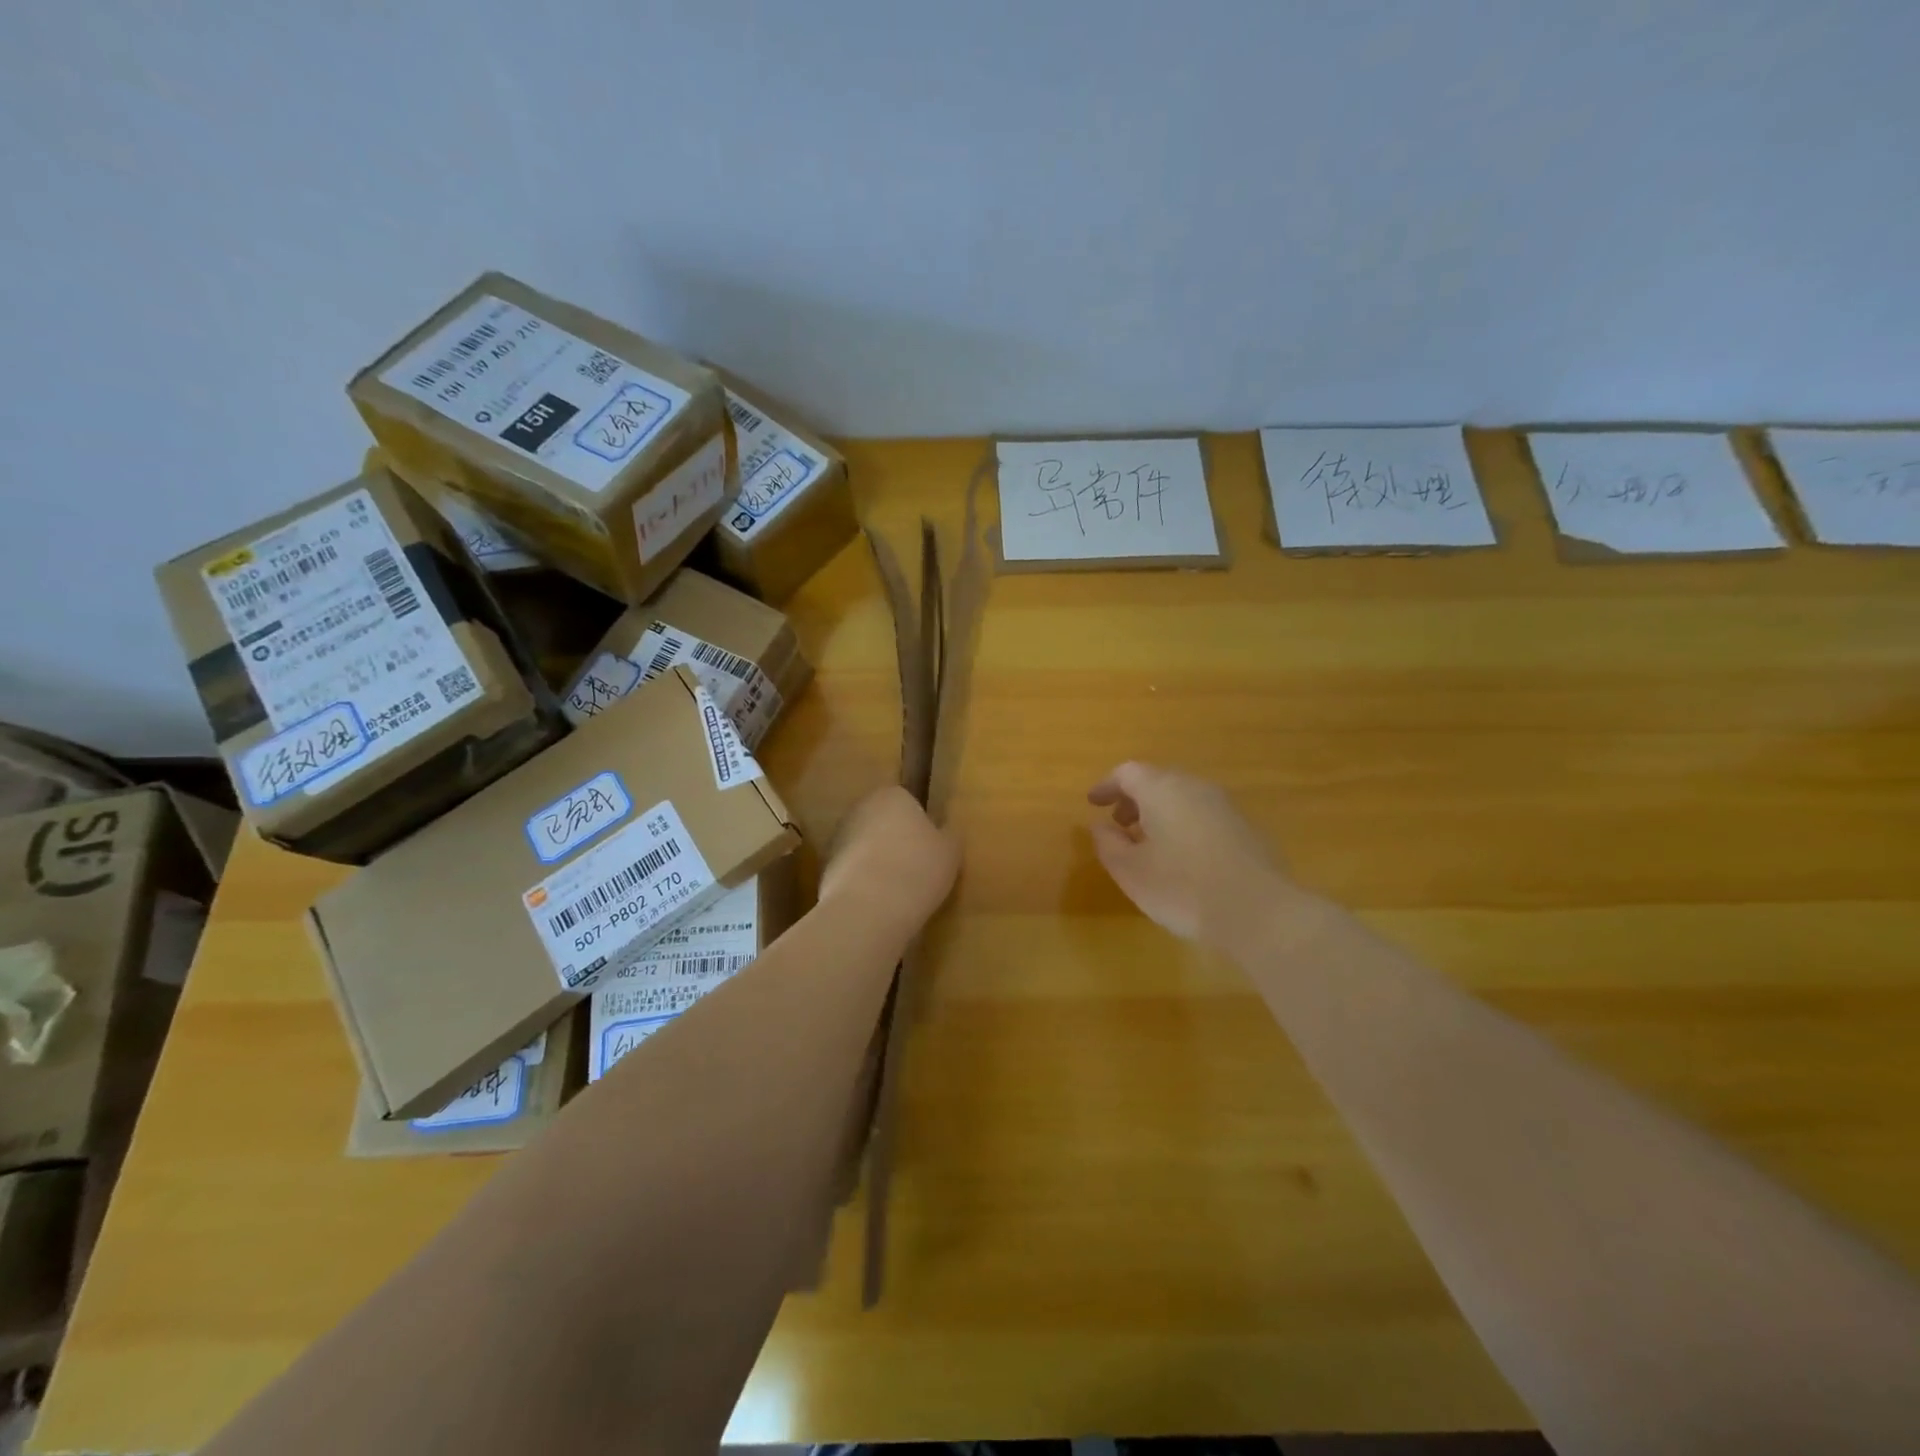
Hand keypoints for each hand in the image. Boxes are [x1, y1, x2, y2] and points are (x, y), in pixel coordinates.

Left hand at [819, 786, 959, 937]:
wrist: (869, 908)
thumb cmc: (917, 869)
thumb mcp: (951, 851)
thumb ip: (949, 835)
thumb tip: (945, 831)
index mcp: (892, 795)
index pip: (907, 800)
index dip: (919, 824)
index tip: (929, 848)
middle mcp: (860, 808)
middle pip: (882, 821)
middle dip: (895, 840)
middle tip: (915, 868)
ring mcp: (838, 837)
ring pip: (864, 845)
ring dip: (876, 861)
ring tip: (896, 891)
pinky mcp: (824, 867)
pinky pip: (851, 870)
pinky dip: (862, 882)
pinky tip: (877, 903)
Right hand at [1088, 762, 1297, 951]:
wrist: (1259, 912)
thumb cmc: (1182, 888)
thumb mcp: (1130, 871)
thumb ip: (1108, 844)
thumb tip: (1100, 826)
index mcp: (1162, 790)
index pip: (1128, 772)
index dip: (1107, 785)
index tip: (1093, 803)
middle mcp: (1195, 788)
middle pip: (1158, 781)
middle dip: (1134, 799)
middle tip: (1119, 823)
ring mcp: (1226, 807)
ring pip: (1184, 798)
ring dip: (1161, 814)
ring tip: (1149, 844)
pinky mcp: (1248, 829)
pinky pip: (1205, 817)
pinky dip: (1185, 827)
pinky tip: (1184, 860)